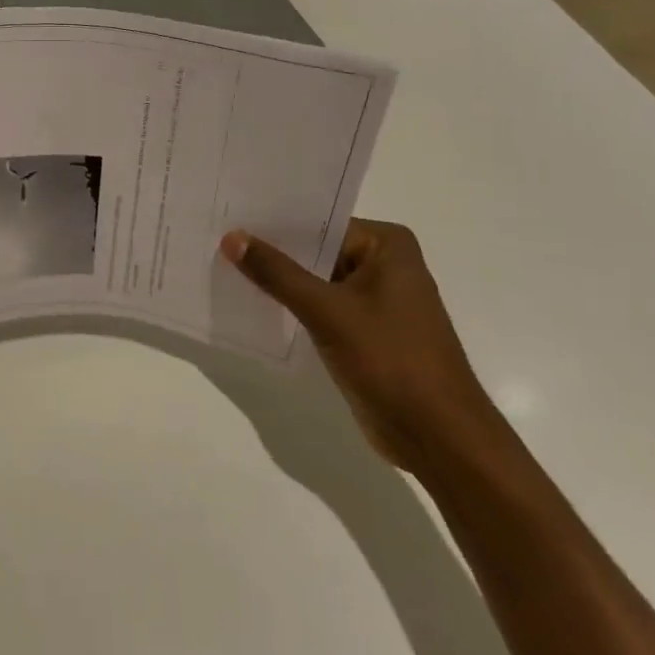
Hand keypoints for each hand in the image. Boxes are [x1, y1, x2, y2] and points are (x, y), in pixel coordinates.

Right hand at [220, 219, 504, 474]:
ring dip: (278, 281)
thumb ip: (277, 273)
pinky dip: (291, 307)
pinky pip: (319, 307)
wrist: (438, 436)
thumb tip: (231, 237)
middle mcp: (383, 264)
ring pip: (314, 280)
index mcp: (387, 245)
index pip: (319, 222)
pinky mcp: (364, 331)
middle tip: (216, 241)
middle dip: (271, 252)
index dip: (273, 222)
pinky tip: (251, 305)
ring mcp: (374, 300)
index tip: (229, 217)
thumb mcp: (327, 311)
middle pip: (315, 249)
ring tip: (223, 268)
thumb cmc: (391, 360)